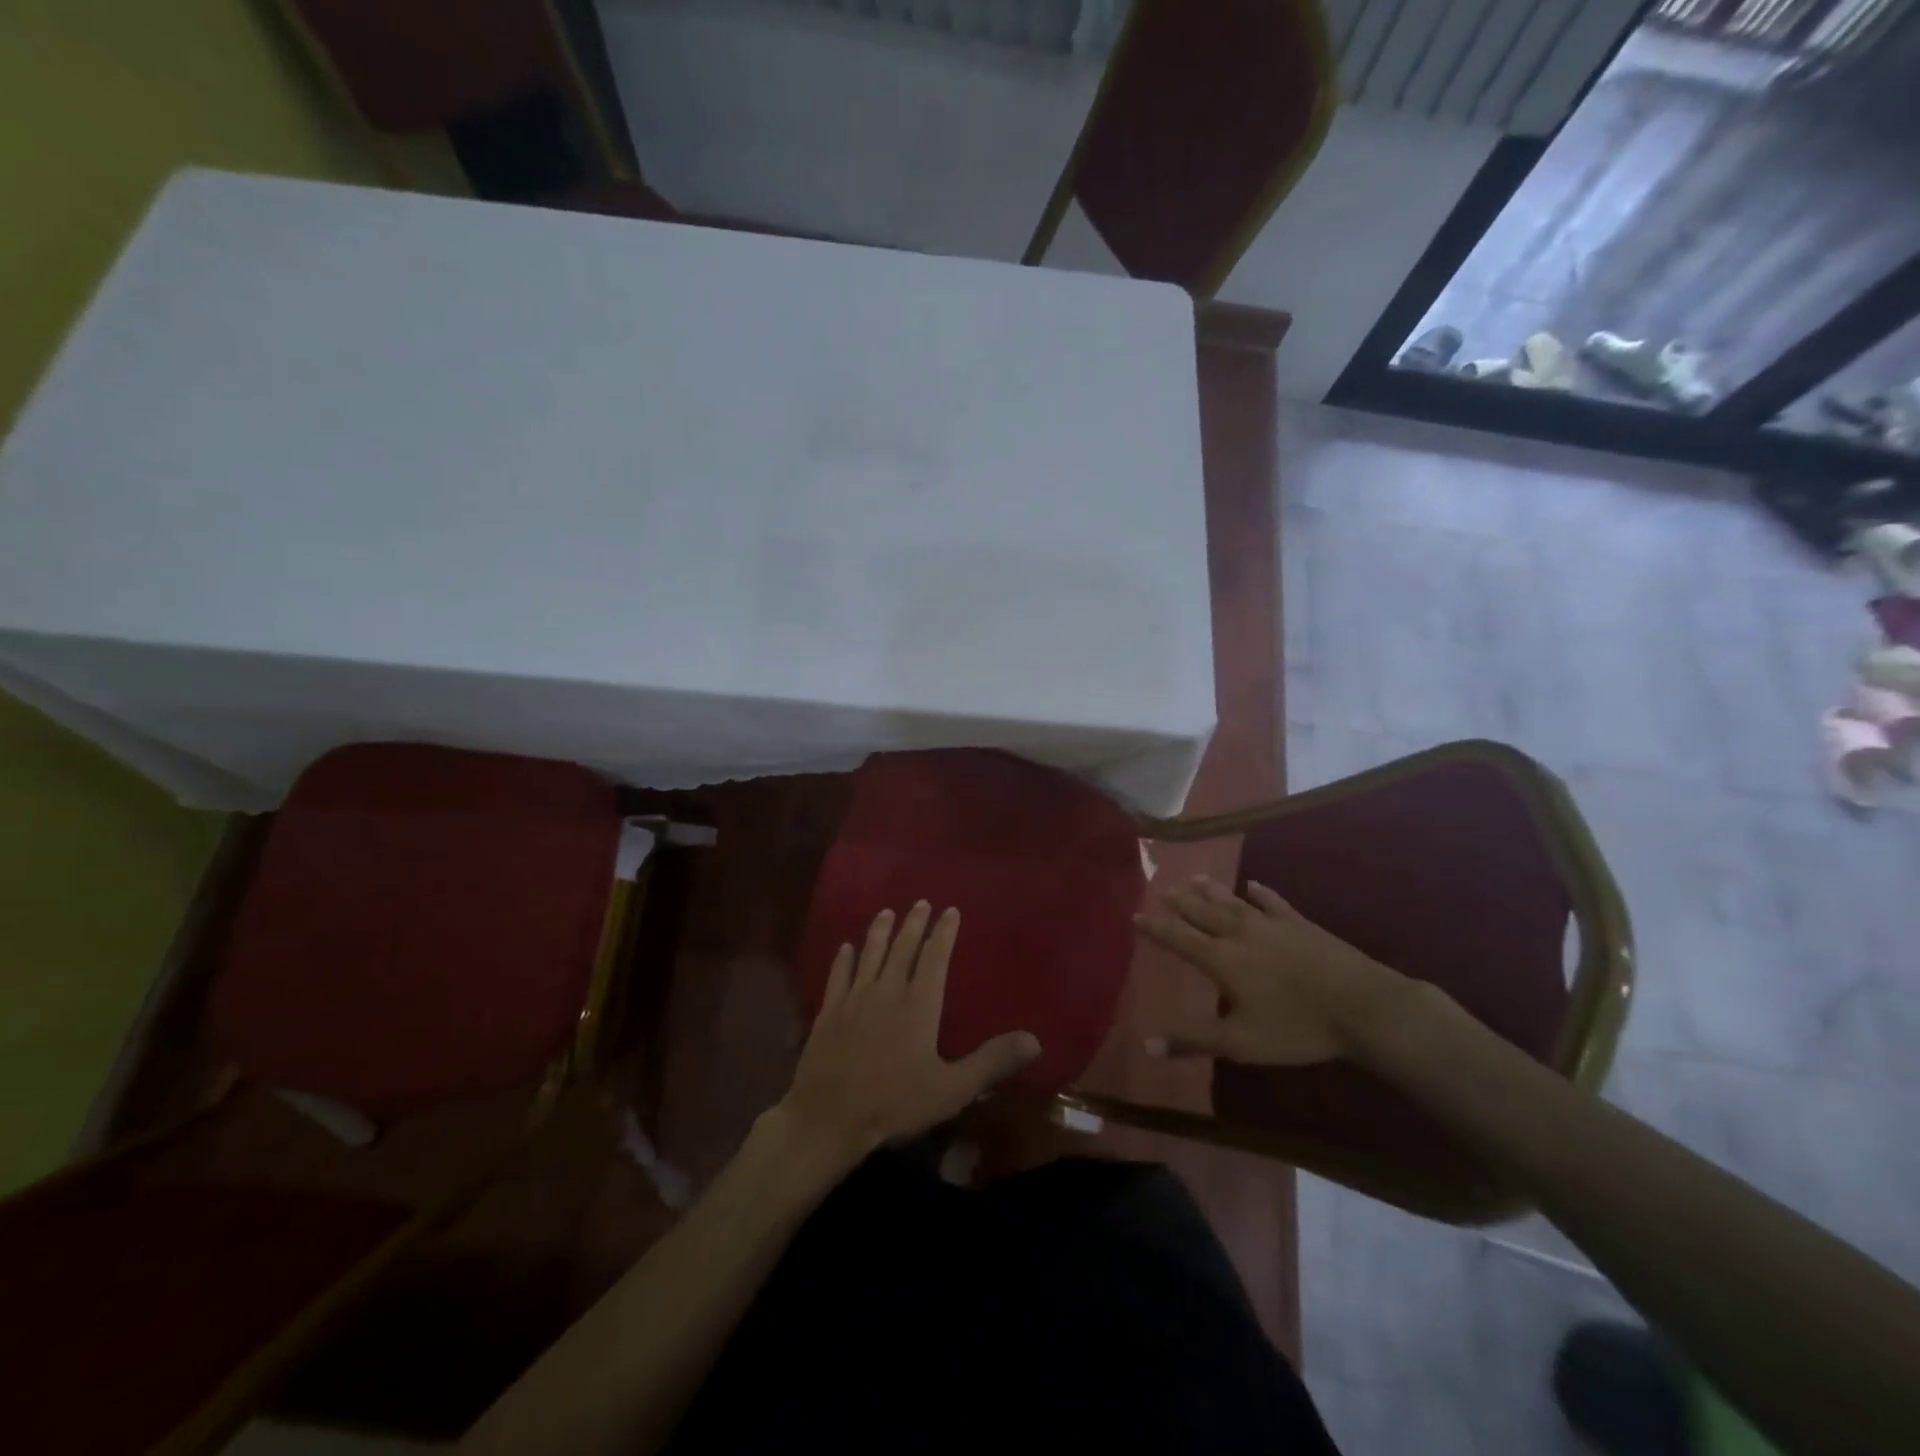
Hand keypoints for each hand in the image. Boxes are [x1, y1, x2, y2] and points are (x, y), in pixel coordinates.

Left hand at [776, 902, 1040, 1171]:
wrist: (829, 1117)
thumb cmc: (894, 1103)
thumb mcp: (951, 1089)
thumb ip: (991, 1062)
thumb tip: (1035, 1040)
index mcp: (919, 1005)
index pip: (935, 958)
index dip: (944, 933)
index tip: (950, 910)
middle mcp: (887, 991)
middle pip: (902, 949)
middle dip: (913, 924)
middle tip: (920, 902)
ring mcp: (854, 999)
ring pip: (870, 955)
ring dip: (879, 932)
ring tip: (886, 912)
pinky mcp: (829, 1011)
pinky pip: (838, 976)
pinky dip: (844, 959)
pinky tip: (846, 947)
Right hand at [1135, 875, 1409, 1065]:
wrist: (1361, 1006)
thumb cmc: (1296, 1027)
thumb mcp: (1240, 1043)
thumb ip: (1192, 1041)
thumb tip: (1145, 1045)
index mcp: (1221, 959)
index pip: (1179, 938)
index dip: (1156, 927)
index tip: (1136, 914)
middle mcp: (1240, 933)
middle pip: (1203, 912)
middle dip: (1180, 902)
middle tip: (1162, 889)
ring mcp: (1272, 924)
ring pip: (1233, 901)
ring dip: (1211, 890)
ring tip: (1193, 879)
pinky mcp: (1300, 923)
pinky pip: (1273, 902)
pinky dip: (1260, 893)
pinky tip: (1252, 885)